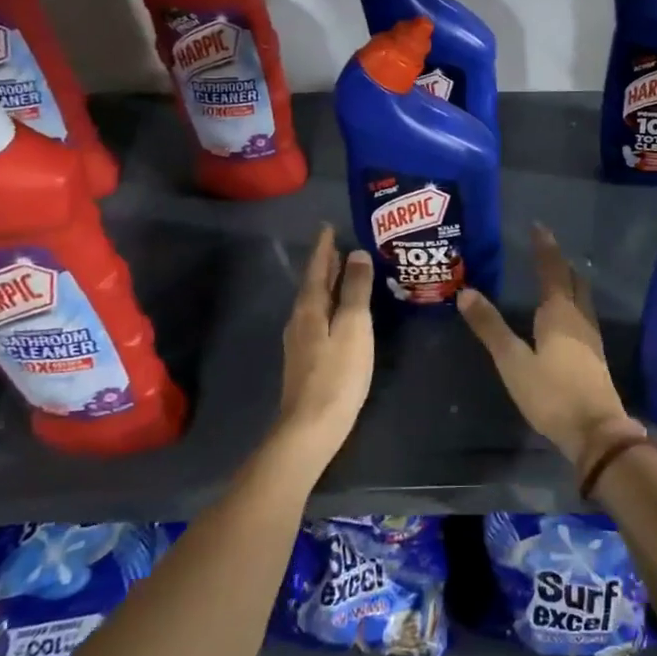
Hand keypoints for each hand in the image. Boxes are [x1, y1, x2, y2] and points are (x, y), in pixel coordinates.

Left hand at [276, 225, 374, 470]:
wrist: (310, 428)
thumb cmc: (338, 374)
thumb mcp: (355, 327)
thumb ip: (356, 291)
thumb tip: (357, 254)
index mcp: (310, 309)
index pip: (317, 270)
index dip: (324, 248)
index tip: (328, 227)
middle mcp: (299, 321)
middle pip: (313, 285)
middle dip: (325, 265)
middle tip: (338, 246)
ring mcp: (299, 343)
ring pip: (313, 303)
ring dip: (326, 286)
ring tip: (341, 274)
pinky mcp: (305, 361)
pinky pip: (317, 320)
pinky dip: (328, 306)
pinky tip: (337, 313)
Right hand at [457, 225, 642, 467]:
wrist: (596, 431)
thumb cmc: (551, 393)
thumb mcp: (513, 361)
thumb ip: (491, 327)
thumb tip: (467, 291)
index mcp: (559, 312)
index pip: (552, 269)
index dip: (544, 248)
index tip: (538, 227)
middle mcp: (579, 318)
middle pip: (572, 280)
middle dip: (559, 263)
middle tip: (544, 249)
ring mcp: (591, 337)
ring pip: (581, 298)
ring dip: (569, 282)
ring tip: (555, 276)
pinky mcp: (594, 356)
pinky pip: (582, 315)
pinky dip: (572, 303)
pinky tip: (565, 317)